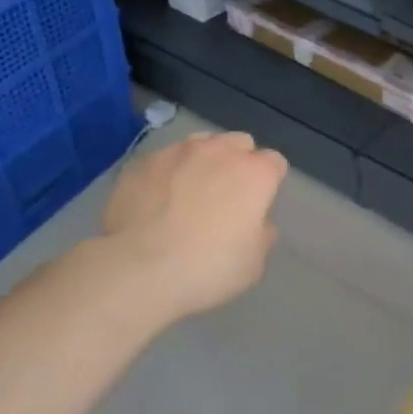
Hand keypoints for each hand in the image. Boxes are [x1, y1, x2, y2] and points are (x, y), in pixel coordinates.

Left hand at [97, 131, 288, 322]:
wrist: (138, 270)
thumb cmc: (208, 268)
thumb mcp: (253, 263)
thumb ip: (262, 234)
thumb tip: (257, 223)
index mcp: (256, 173)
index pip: (275, 163)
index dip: (269, 183)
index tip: (258, 206)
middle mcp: (220, 151)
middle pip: (239, 143)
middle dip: (237, 163)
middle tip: (226, 196)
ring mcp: (178, 152)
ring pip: (200, 144)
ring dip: (202, 162)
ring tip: (187, 193)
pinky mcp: (142, 162)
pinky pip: (163, 160)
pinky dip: (166, 174)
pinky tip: (155, 202)